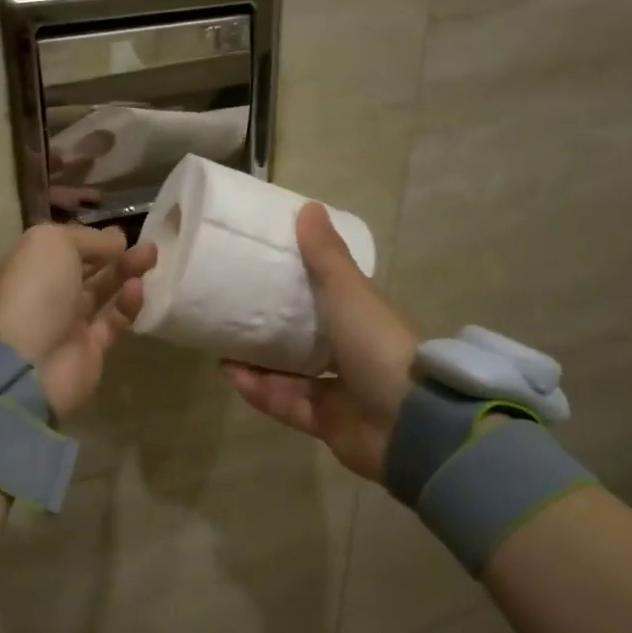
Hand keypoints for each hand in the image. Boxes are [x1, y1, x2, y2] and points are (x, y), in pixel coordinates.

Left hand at [0, 223, 157, 420]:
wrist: (29, 361)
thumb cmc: (36, 290)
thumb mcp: (54, 243)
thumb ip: (88, 238)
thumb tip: (116, 240)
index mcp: (31, 265)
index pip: (65, 247)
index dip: (92, 239)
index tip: (121, 233)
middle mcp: (48, 293)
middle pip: (87, 269)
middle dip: (116, 255)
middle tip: (148, 246)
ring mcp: (68, 323)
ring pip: (102, 293)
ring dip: (127, 274)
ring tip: (152, 257)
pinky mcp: (90, 349)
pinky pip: (112, 322)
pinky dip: (127, 305)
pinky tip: (138, 288)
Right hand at [223, 203, 418, 481]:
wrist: (408, 423)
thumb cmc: (379, 347)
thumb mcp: (351, 294)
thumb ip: (327, 257)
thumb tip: (308, 207)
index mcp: (364, 324)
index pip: (330, 302)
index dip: (301, 289)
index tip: (264, 276)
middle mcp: (353, 358)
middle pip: (307, 343)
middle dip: (272, 333)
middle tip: (235, 316)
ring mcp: (340, 394)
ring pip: (291, 377)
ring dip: (258, 365)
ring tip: (223, 349)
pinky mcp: (326, 425)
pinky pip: (287, 405)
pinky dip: (262, 392)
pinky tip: (233, 376)